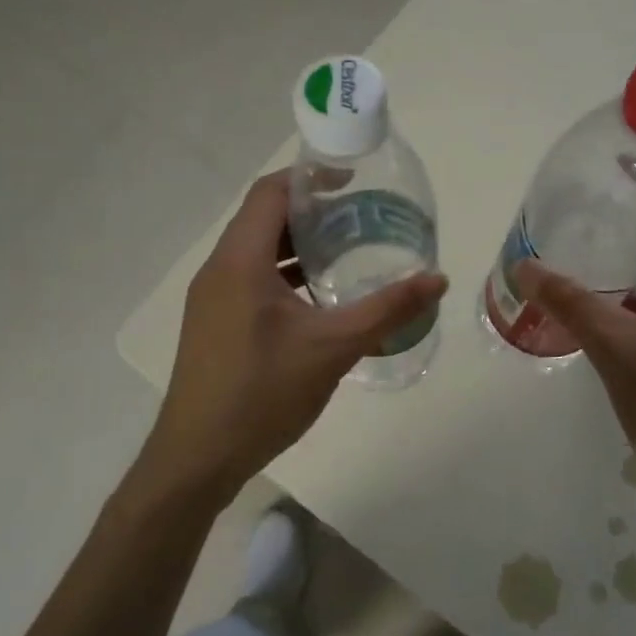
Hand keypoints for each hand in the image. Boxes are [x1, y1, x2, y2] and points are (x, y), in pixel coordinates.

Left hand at [145, 171, 447, 507]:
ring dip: (298, 245)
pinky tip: (318, 299)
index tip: (353, 181)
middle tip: (360, 216)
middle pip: (263, 218)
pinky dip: (284, 275)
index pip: (270, 192)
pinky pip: (251, 279)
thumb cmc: (262, 393)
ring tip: (347, 250)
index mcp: (239, 261)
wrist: (197, 458)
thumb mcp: (332, 348)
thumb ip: (387, 310)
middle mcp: (219, 270)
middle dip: (311, 211)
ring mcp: (212, 298)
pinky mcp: (214, 323)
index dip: (310, 178)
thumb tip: (438, 279)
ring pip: (256, 252)